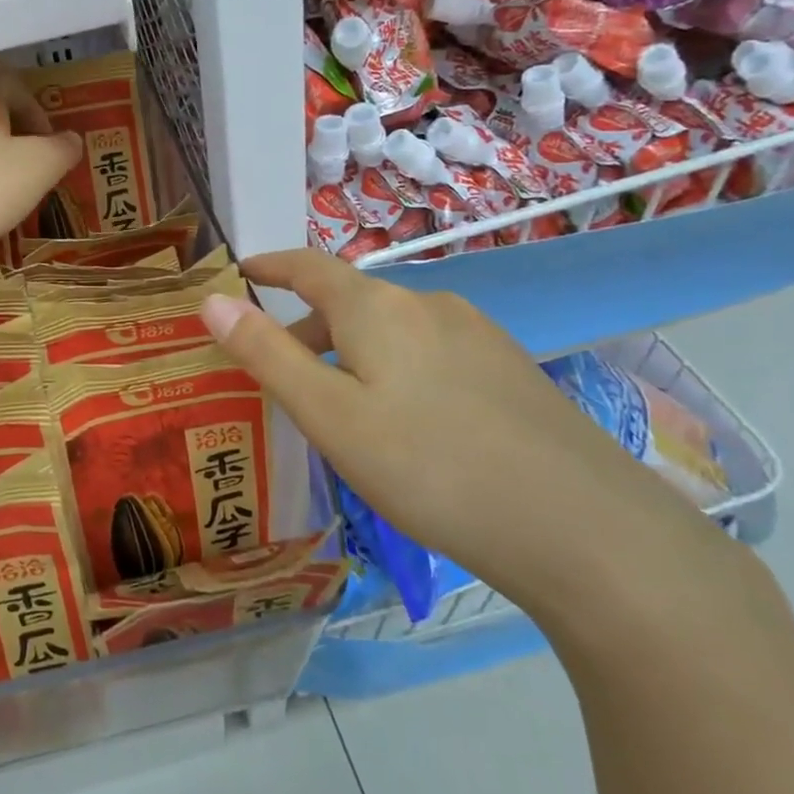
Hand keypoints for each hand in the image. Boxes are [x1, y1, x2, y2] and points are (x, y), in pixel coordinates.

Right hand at [198, 249, 718, 612]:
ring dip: (352, 352)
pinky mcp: (510, 369)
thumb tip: (212, 300)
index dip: (269, 265)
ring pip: (392, 330)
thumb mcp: (329, 415)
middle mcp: (428, 304)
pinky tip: (407, 424)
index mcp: (377, 306)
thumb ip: (266, 354)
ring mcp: (478, 334)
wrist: (581, 527)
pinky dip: (394, 368)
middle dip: (306, 327)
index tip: (240, 271)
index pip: (308, 266)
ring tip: (338, 406)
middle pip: (350, 301)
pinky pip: (429, 352)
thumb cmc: (429, 466)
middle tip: (277, 373)